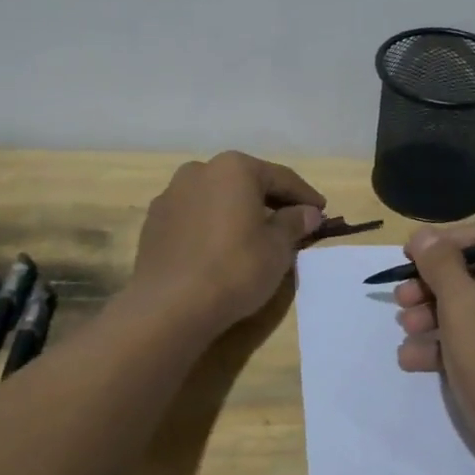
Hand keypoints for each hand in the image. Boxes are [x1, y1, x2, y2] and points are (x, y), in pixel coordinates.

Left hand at [130, 151, 324, 333]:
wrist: (170, 306)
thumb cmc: (235, 269)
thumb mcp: (277, 248)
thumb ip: (294, 223)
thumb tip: (308, 212)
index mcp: (234, 168)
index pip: (280, 177)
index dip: (305, 196)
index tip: (321, 211)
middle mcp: (199, 170)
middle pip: (245, 183)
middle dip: (269, 201)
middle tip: (292, 222)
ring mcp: (171, 195)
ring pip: (216, 198)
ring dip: (237, 211)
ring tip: (254, 236)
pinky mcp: (153, 222)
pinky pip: (194, 217)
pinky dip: (212, 226)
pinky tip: (220, 248)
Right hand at [394, 224, 474, 474]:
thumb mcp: (464, 309)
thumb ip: (442, 265)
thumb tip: (425, 233)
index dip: (442, 243)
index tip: (407, 258)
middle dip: (432, 286)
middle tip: (400, 300)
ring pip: (472, 309)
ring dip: (433, 317)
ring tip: (404, 332)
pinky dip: (448, 345)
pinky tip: (413, 360)